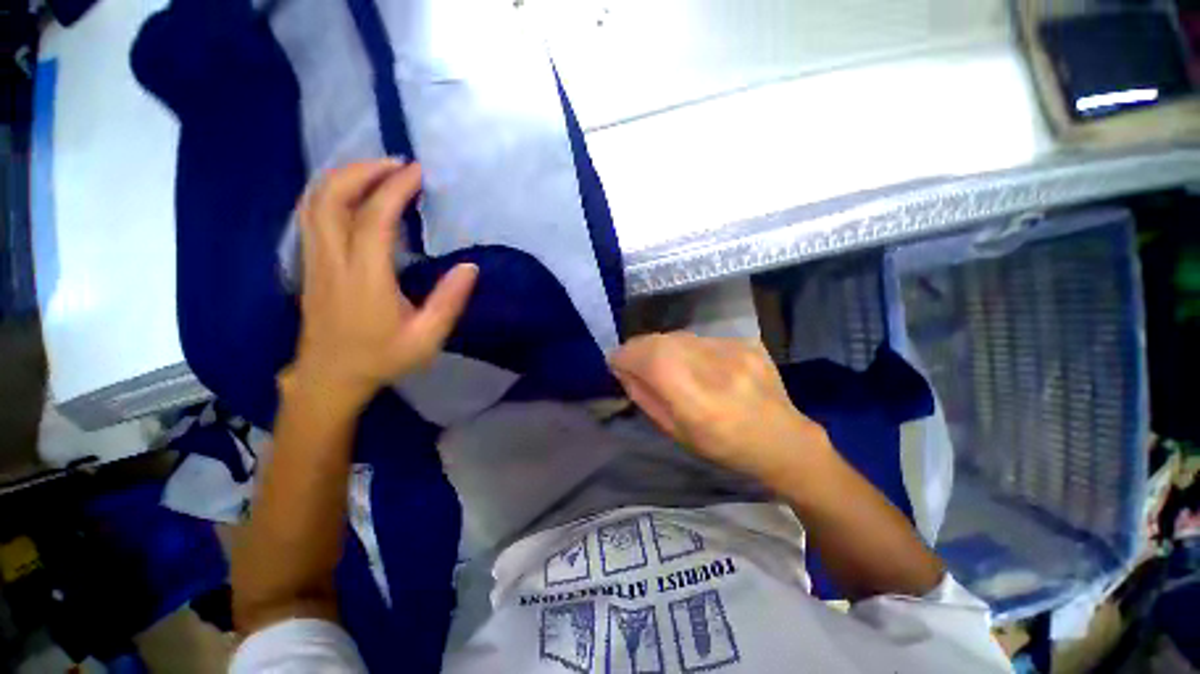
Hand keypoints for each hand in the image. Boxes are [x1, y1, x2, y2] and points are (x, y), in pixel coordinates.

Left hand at [289, 160, 477, 409]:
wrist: (330, 377)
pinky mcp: (310, 263)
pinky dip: (330, 192)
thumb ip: (449, 302)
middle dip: (363, 171)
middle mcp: (333, 261)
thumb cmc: (382, 358)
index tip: (417, 172)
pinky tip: (353, 194)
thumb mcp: (427, 338)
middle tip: (396, 163)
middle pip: (330, 198)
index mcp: (365, 278)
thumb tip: (470, 267)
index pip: (374, 220)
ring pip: (314, 202)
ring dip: (344, 177)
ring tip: (377, 170)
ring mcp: (315, 260)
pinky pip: (311, 215)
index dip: (394, 189)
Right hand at [609, 332, 828, 480]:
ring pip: (679, 336)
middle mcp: (715, 367)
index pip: (649, 358)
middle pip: (660, 341)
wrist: (783, 440)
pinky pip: (702, 338)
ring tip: (668, 365)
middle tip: (635, 362)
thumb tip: (624, 369)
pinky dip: (689, 348)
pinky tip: (701, 366)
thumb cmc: (723, 447)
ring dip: (663, 347)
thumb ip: (645, 397)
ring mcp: (735, 350)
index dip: (625, 356)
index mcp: (696, 401)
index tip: (616, 362)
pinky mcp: (746, 342)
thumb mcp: (675, 432)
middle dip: (639, 349)